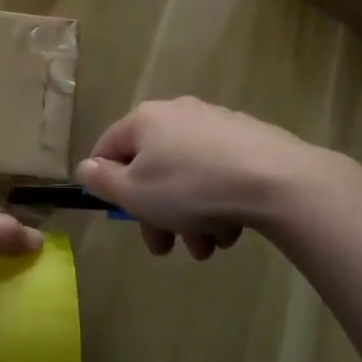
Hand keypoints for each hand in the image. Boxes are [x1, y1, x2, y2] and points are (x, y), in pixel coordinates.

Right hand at [75, 97, 339, 259]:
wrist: (275, 180)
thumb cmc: (192, 187)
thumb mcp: (135, 193)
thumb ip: (103, 181)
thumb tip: (87, 167)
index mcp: (145, 119)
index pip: (108, 147)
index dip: (105, 183)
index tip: (120, 216)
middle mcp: (177, 112)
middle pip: (151, 166)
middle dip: (156, 213)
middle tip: (165, 248)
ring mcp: (214, 123)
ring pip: (186, 175)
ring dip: (188, 215)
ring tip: (208, 246)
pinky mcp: (247, 138)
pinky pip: (217, 173)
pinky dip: (216, 201)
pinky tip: (231, 227)